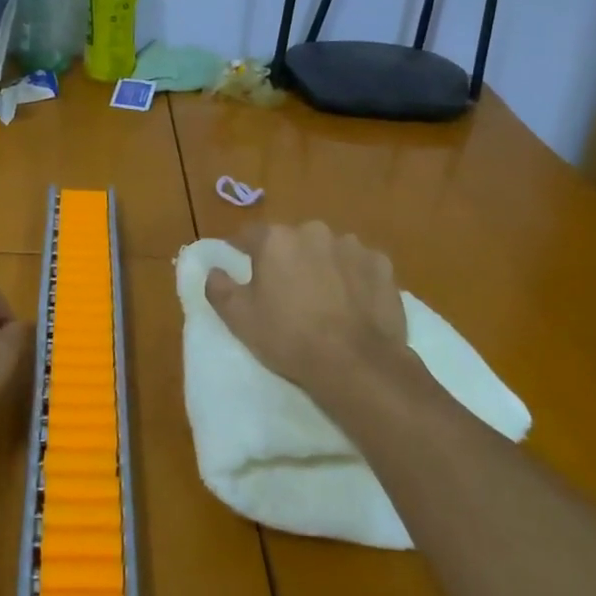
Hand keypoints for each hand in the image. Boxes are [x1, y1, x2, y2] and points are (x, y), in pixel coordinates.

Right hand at [204, 221, 407, 395]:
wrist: (356, 364)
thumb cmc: (289, 337)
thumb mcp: (239, 318)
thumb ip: (219, 287)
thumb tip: (214, 270)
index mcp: (276, 239)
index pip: (250, 235)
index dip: (243, 250)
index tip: (241, 265)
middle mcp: (313, 231)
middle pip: (292, 241)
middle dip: (288, 258)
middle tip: (287, 290)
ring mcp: (352, 246)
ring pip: (328, 251)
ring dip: (323, 266)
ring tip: (325, 300)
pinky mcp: (382, 265)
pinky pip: (360, 266)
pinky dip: (354, 278)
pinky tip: (354, 304)